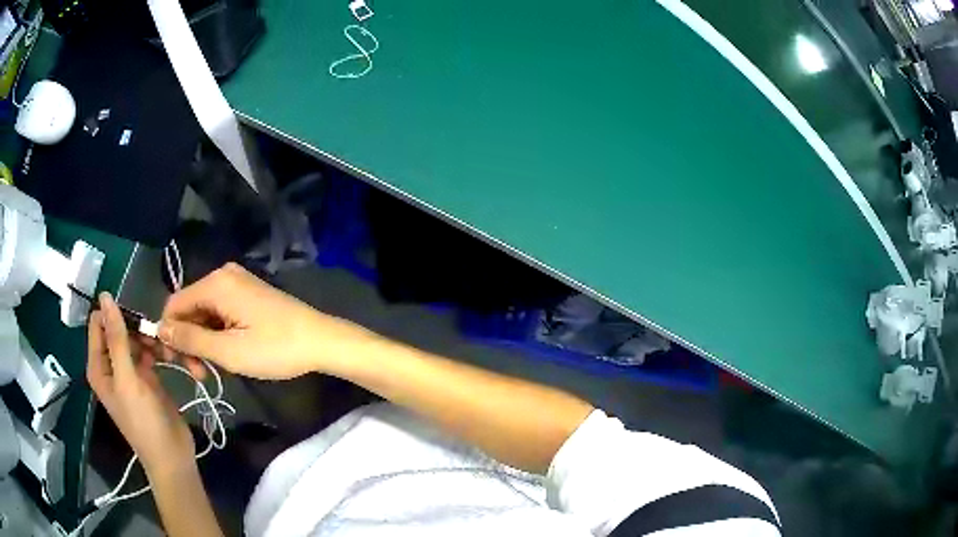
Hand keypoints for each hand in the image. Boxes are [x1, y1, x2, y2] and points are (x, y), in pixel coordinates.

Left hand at [87, 293, 194, 476]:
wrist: (172, 457)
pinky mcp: (147, 377)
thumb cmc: (144, 422)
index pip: (98, 323)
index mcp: (98, 365)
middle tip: (157, 336)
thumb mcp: (127, 379)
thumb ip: (116, 339)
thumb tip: (105, 296)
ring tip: (169, 349)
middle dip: (137, 328)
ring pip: (137, 339)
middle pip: (119, 329)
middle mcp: (111, 365)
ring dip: (152, 340)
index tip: (137, 320)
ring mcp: (129, 371)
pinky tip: (172, 356)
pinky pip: (149, 352)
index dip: (115, 315)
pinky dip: (160, 351)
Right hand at [158, 263, 377, 379]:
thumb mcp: (228, 350)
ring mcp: (237, 284)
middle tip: (199, 374)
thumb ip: (190, 339)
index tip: (177, 364)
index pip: (174, 304)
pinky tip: (225, 355)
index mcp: (215, 283)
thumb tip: (159, 329)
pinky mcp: (247, 295)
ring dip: (203, 342)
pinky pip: (220, 313)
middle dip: (188, 341)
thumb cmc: (275, 348)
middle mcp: (223, 276)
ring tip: (213, 370)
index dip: (169, 334)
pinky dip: (217, 335)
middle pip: (189, 308)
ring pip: (204, 313)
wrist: (321, 341)